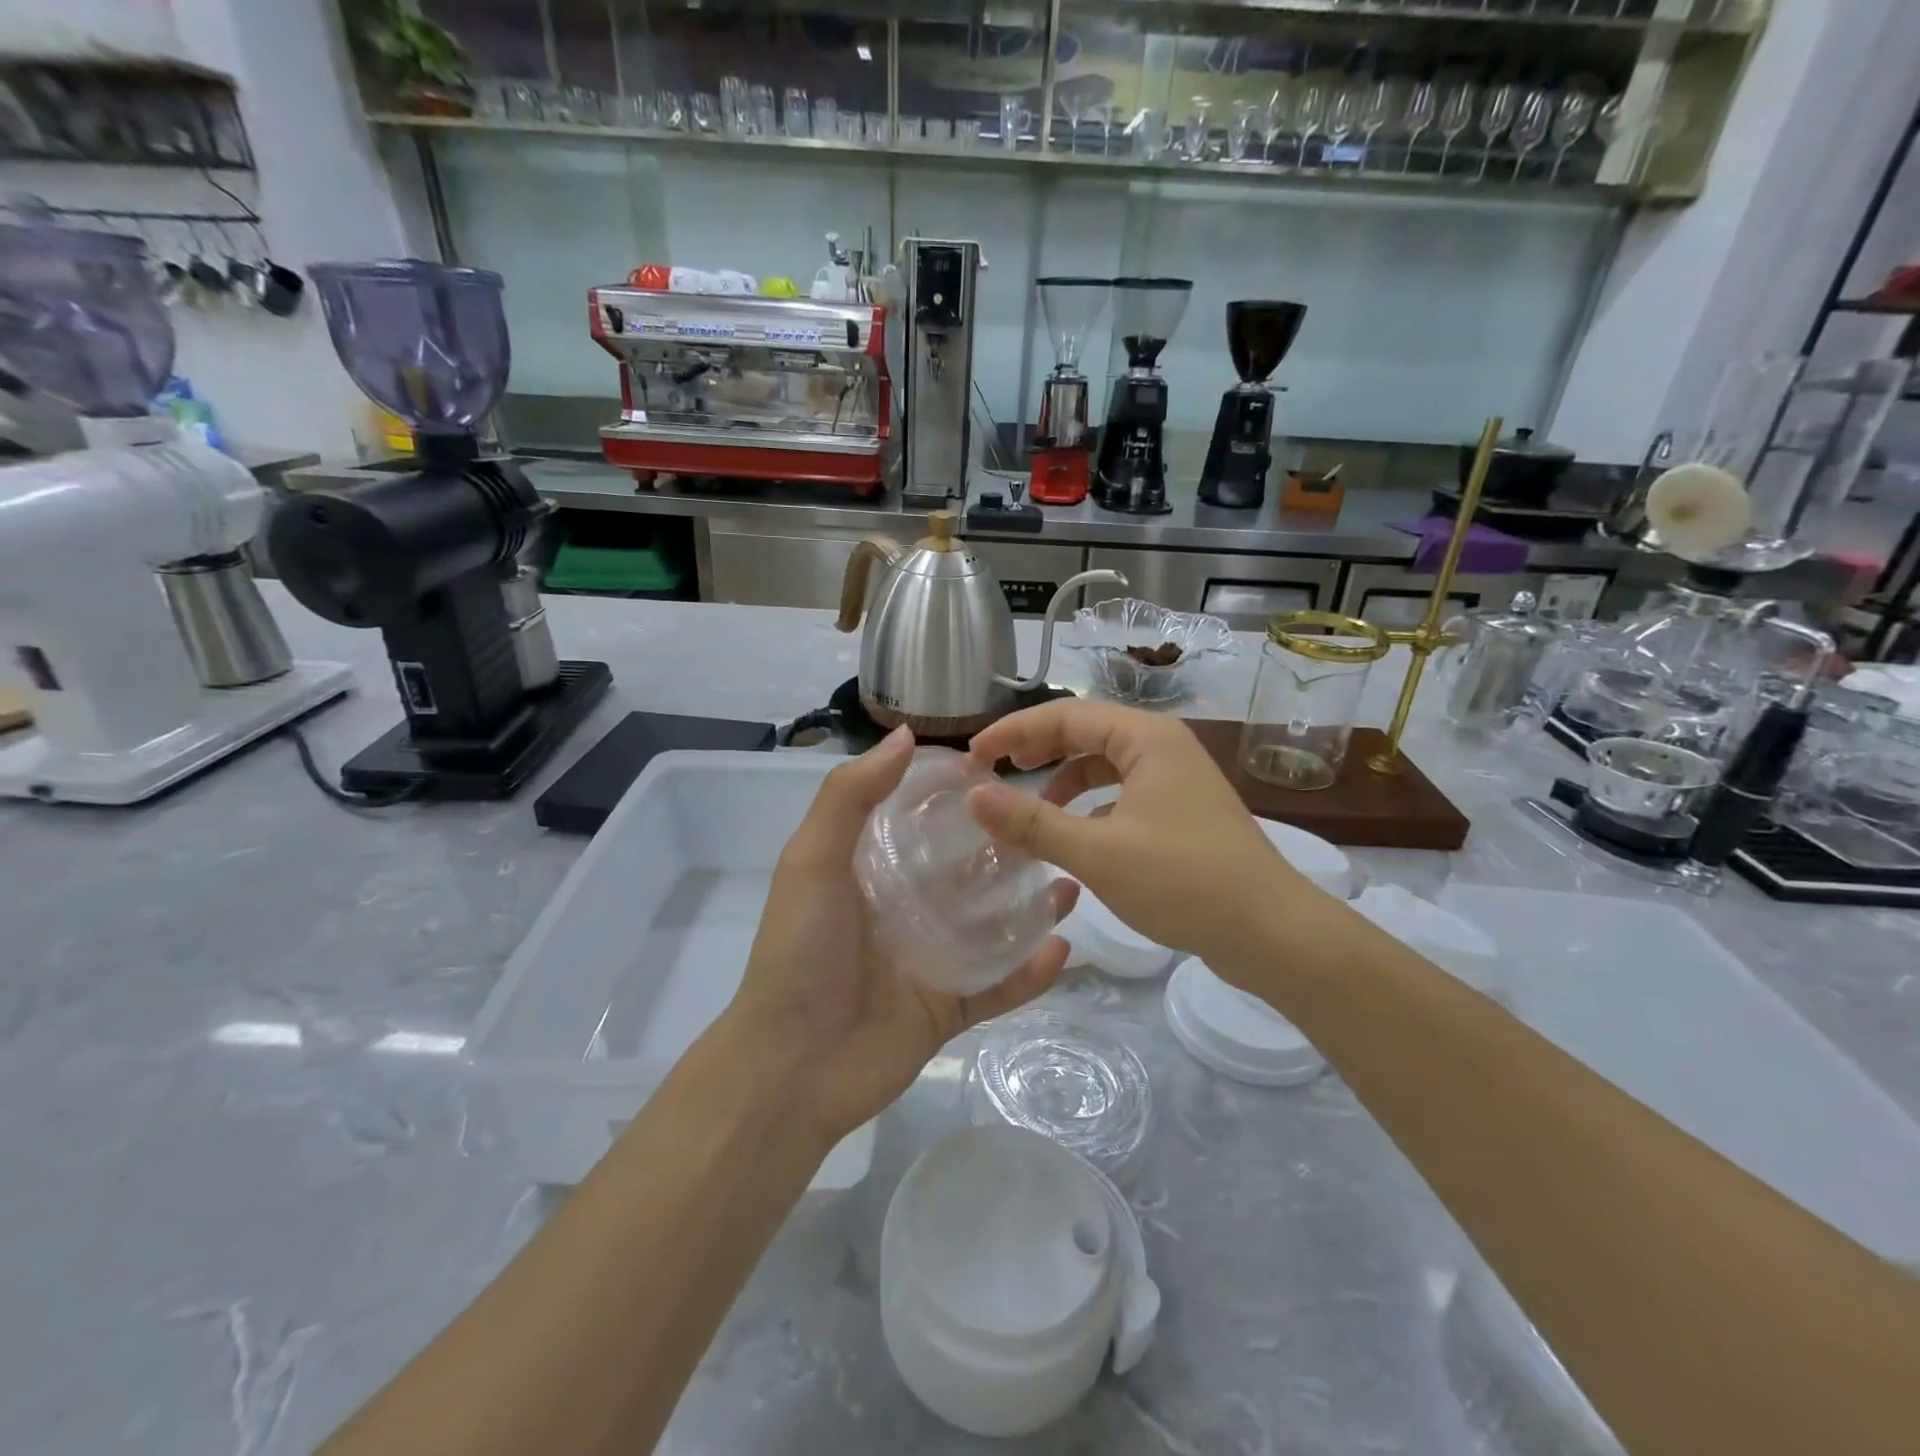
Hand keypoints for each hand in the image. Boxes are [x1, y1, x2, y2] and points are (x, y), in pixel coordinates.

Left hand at [722, 727, 1075, 1149]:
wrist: (792, 1068)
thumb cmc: (802, 953)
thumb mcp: (813, 861)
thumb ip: (851, 796)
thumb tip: (905, 735)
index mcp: (872, 872)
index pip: (922, 822)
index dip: (956, 797)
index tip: (1000, 772)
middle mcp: (904, 910)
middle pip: (966, 873)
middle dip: (1006, 851)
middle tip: (1053, 827)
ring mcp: (930, 961)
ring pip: (991, 927)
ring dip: (1030, 907)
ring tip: (1070, 882)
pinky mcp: (949, 1008)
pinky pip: (999, 987)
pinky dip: (1030, 972)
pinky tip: (1064, 948)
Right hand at [967, 701, 1314, 967]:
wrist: (1272, 933)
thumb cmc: (1184, 882)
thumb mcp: (1097, 852)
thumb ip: (1032, 822)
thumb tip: (974, 796)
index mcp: (1146, 737)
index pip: (1065, 714)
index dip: (1013, 732)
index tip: (973, 758)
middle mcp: (1163, 746)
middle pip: (1085, 732)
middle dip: (1036, 749)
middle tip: (992, 773)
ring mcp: (1176, 778)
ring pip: (1104, 763)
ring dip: (1063, 779)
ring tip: (1029, 808)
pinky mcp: (1182, 810)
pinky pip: (1122, 791)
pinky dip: (1090, 804)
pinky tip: (1075, 833)